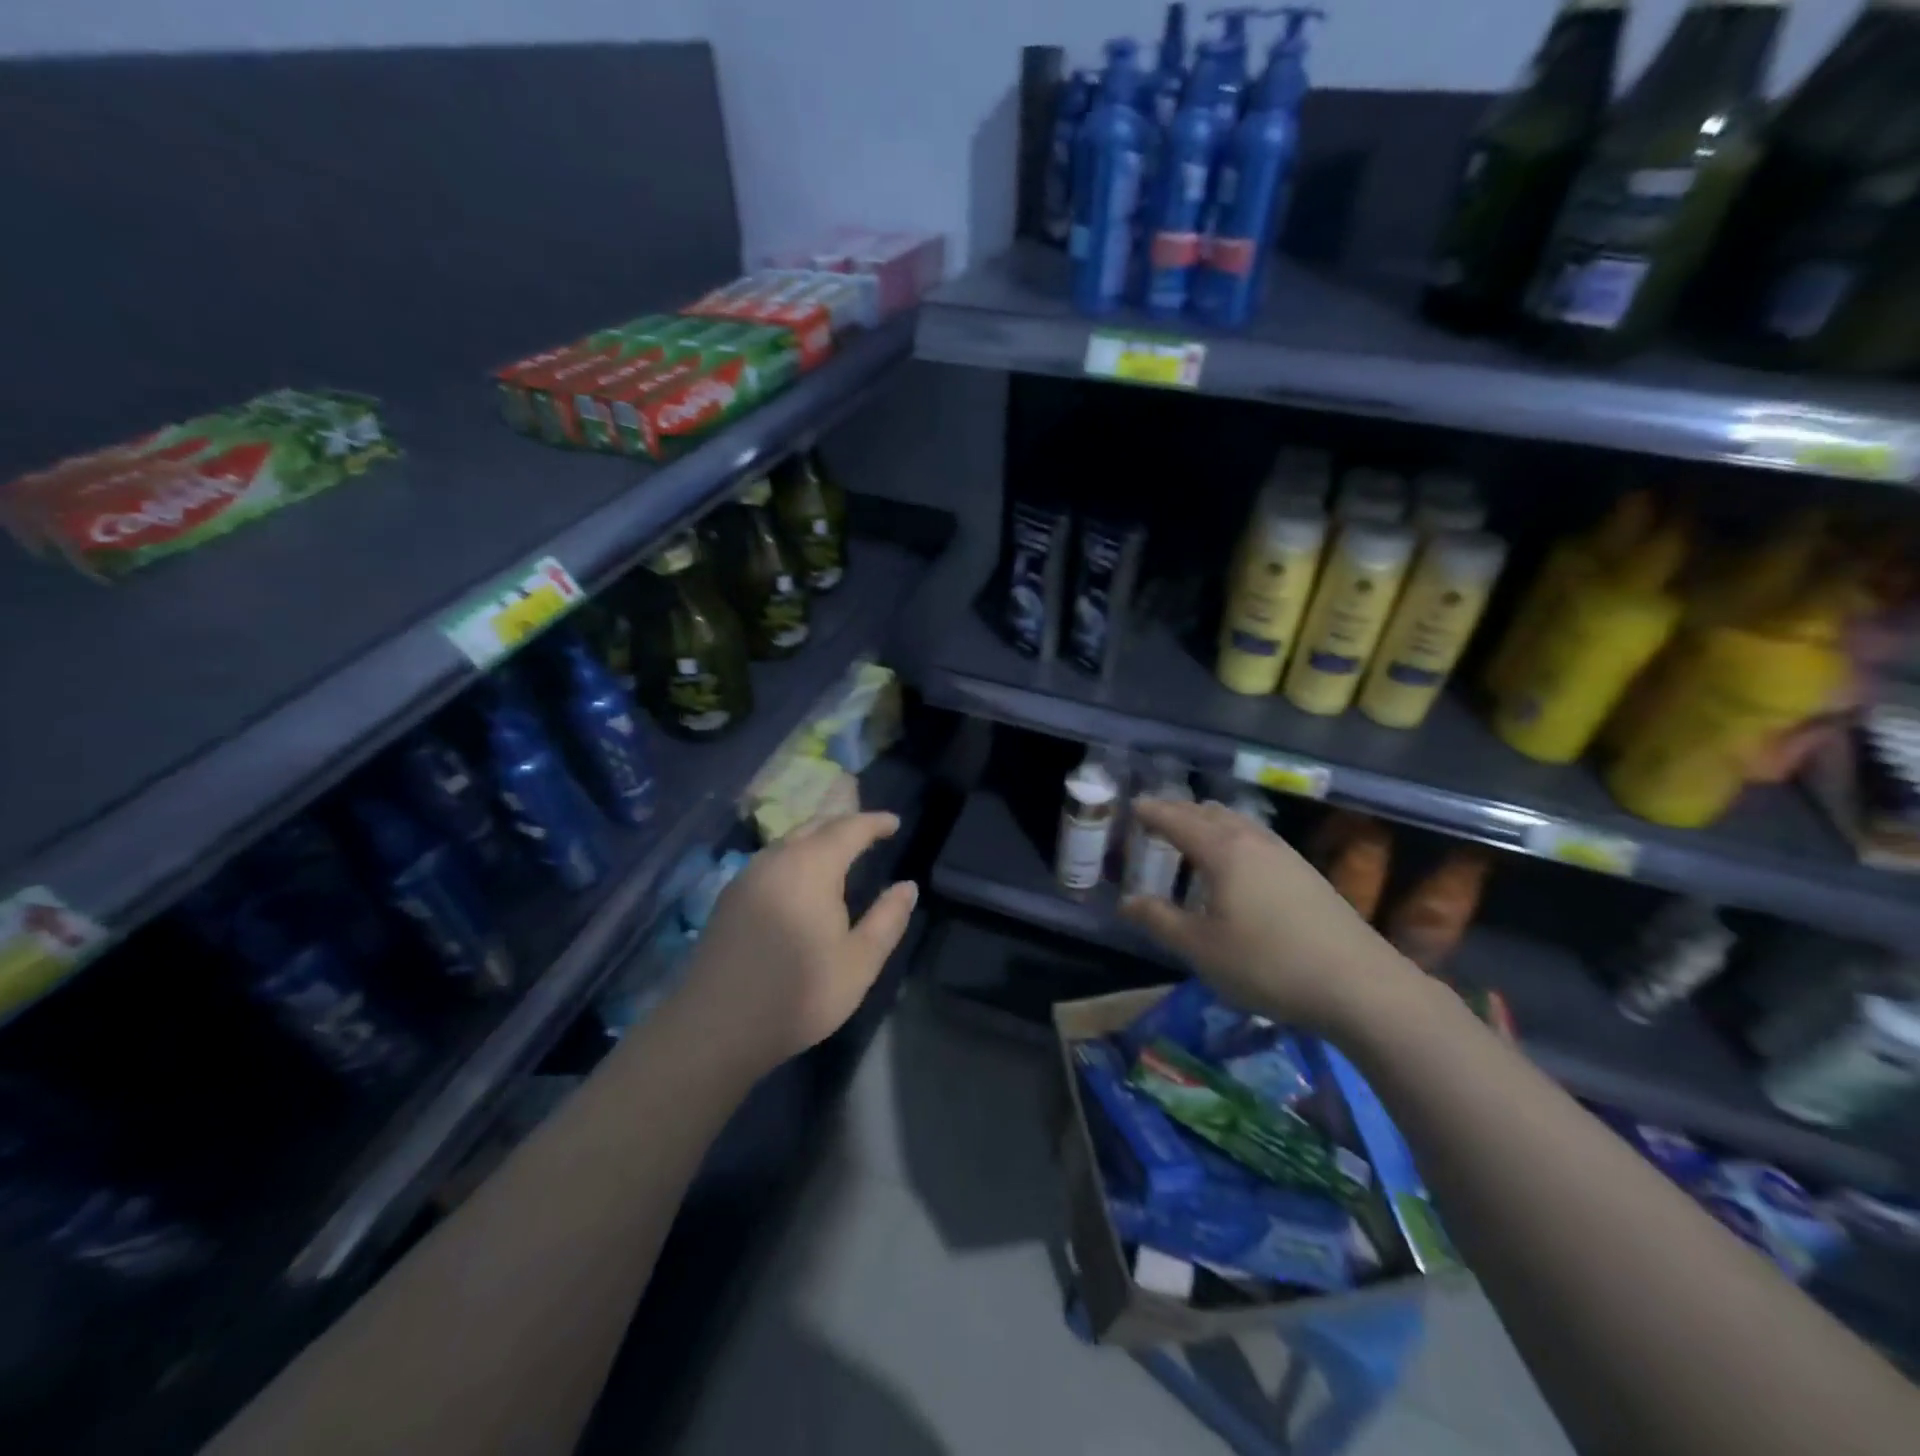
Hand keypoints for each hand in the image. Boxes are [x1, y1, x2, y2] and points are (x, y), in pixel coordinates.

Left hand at [676, 812, 918, 1072]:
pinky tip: (801, 880)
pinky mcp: (729, 898)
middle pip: (815, 826)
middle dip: (845, 824)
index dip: (875, 822)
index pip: (849, 829)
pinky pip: (771, 860)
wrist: (714, 1028)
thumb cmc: (798, 994)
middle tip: (870, 833)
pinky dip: (795, 856)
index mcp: (812, 866)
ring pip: (789, 841)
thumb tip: (907, 886)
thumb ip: (887, 919)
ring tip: (839, 852)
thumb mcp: (859, 962)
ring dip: (817, 838)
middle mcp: (777, 859)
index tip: (895, 822)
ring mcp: (747, 877)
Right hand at [1118, 798, 1417, 1035]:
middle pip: (1209, 813)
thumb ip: (1159, 920)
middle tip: (1156, 820)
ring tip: (1192, 835)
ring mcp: (1285, 854)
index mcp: (1222, 850)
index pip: (1177, 819)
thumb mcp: (1201, 948)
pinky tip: (1236, 864)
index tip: (1133, 807)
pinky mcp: (1306, 873)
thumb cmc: (1267, 964)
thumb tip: (1127, 902)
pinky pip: (1256, 838)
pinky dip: (1232, 837)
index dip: (1152, 812)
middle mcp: (1253, 840)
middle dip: (1179, 812)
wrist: (1360, 985)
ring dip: (1209, 822)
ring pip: (1238, 823)